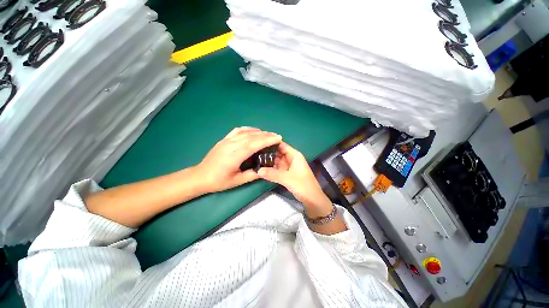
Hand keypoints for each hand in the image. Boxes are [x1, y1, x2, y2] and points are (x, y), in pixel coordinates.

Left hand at [196, 127, 281, 192]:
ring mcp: (226, 141)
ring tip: (268, 133)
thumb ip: (252, 175)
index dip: (266, 140)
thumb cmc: (219, 181)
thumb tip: (265, 170)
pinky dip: (248, 128)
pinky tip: (254, 130)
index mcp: (234, 156)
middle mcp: (231, 145)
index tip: (277, 138)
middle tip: (276, 135)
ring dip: (258, 131)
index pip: (253, 144)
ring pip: (245, 132)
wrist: (200, 176)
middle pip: (251, 137)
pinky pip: (237, 130)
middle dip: (266, 135)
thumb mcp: (237, 181)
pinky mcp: (224, 139)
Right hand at [257, 142, 332, 217]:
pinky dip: (271, 169)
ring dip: (268, 162)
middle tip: (254, 153)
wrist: (312, 199)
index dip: (271, 143)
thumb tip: (258, 170)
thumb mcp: (286, 178)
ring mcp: (288, 166)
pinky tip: (262, 168)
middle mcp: (291, 158)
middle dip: (267, 153)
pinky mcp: (287, 173)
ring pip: (276, 161)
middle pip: (278, 153)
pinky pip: (277, 169)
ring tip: (255, 159)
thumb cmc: (302, 185)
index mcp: (294, 155)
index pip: (282, 145)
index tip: (259, 143)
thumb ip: (272, 174)